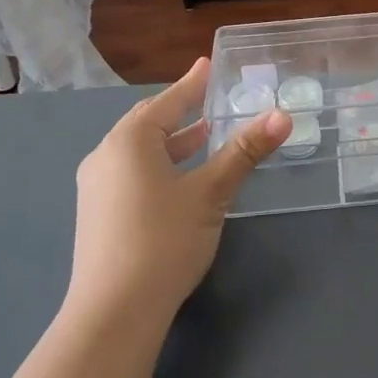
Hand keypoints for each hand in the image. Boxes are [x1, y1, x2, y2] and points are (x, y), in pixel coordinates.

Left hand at [68, 57, 289, 328]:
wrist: (112, 313)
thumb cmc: (163, 241)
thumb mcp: (210, 193)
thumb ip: (244, 152)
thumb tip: (282, 116)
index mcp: (130, 140)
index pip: (168, 101)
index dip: (192, 83)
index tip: (207, 64)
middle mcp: (106, 155)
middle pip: (148, 122)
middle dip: (180, 110)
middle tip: (208, 97)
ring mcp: (96, 186)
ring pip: (138, 149)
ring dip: (171, 140)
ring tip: (203, 135)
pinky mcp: (97, 213)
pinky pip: (130, 171)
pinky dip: (157, 163)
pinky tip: (177, 178)